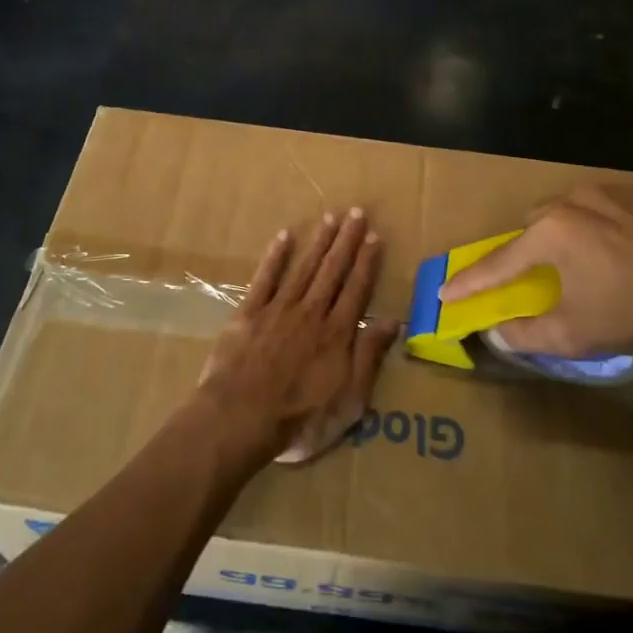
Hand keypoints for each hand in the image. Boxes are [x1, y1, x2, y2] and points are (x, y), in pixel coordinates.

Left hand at [197, 210, 398, 465]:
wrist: (240, 418)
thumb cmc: (300, 419)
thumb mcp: (349, 401)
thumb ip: (369, 357)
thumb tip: (392, 321)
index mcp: (337, 334)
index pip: (357, 290)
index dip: (367, 262)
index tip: (374, 236)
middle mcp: (311, 313)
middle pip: (333, 271)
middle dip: (346, 241)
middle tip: (356, 212)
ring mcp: (279, 310)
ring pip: (304, 268)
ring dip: (319, 242)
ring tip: (331, 217)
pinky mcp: (249, 313)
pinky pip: (265, 278)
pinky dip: (275, 257)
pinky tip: (284, 236)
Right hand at [438, 184, 632, 356]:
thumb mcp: (575, 333)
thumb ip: (526, 334)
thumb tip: (496, 334)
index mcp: (550, 233)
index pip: (498, 263)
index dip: (469, 283)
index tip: (443, 293)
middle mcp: (571, 201)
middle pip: (531, 227)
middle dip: (525, 252)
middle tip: (535, 278)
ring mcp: (608, 192)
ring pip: (566, 211)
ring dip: (562, 234)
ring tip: (582, 263)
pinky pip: (602, 207)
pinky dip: (597, 226)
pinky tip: (618, 249)